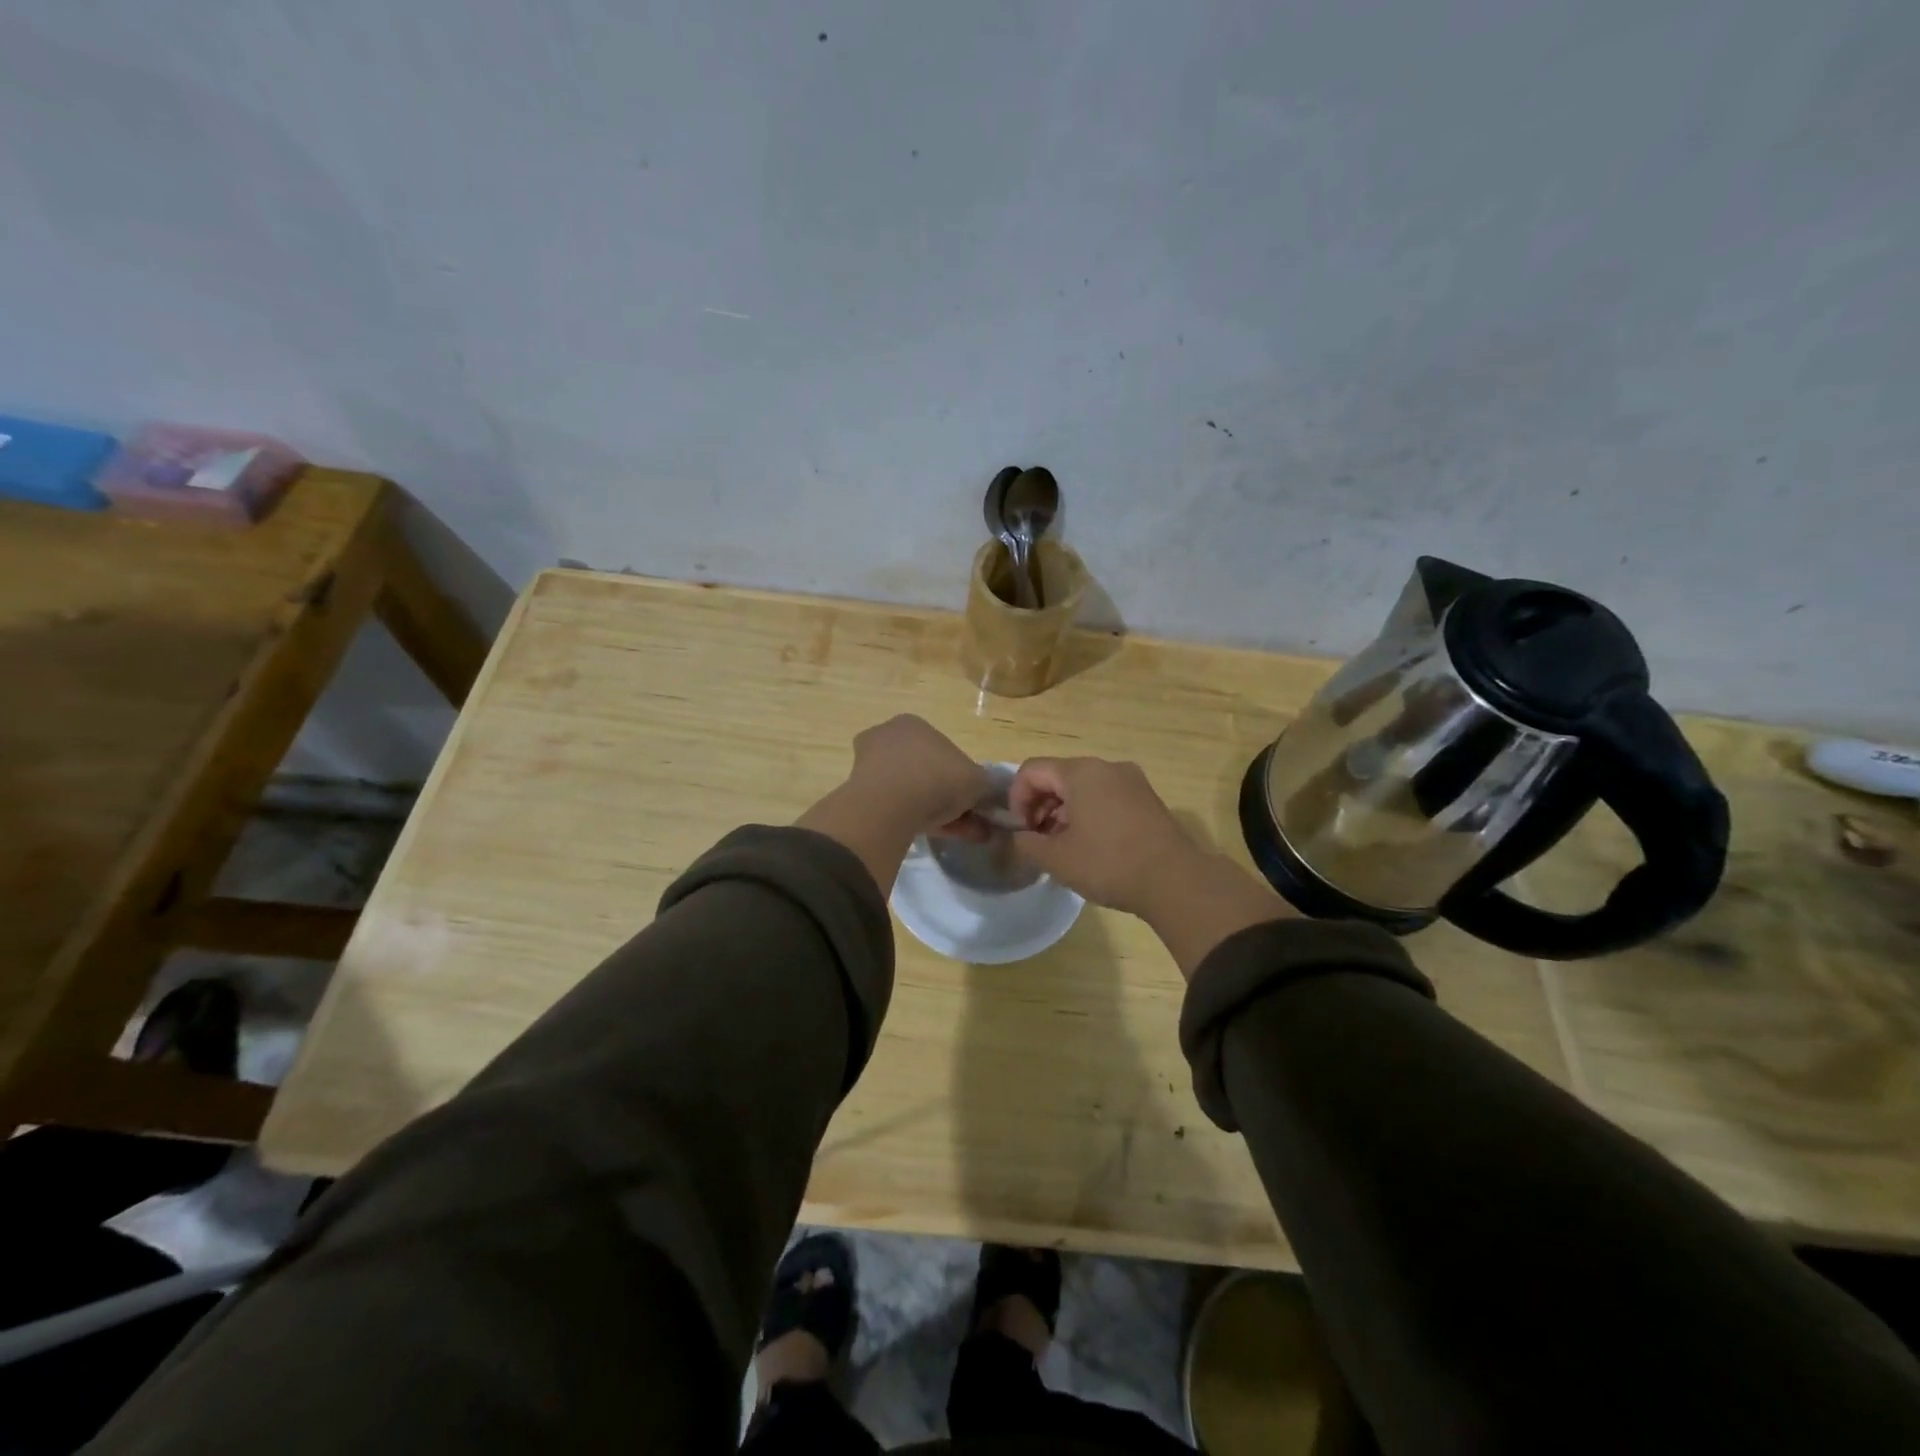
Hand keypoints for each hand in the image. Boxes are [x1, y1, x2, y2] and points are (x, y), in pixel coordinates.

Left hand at [847, 715, 991, 838]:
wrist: (889, 806)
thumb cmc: (937, 778)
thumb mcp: (977, 781)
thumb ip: (986, 787)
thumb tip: (988, 797)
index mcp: (914, 724)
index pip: (944, 750)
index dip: (962, 777)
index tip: (973, 800)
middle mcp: (888, 737)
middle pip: (927, 771)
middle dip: (949, 797)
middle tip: (968, 821)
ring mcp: (869, 765)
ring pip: (911, 790)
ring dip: (936, 811)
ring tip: (958, 834)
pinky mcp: (859, 794)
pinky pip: (896, 806)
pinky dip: (916, 819)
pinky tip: (934, 835)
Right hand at [1007, 758, 1195, 914]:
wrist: (1175, 881)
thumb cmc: (1109, 864)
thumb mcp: (1057, 859)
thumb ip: (1027, 843)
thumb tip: (1020, 836)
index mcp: (1081, 772)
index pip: (1032, 770)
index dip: (1017, 799)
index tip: (1021, 831)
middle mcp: (1106, 767)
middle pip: (1058, 776)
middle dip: (1040, 806)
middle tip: (1039, 841)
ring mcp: (1131, 780)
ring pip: (1083, 787)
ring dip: (1064, 812)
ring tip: (1063, 847)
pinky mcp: (1147, 798)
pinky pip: (1106, 796)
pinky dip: (1089, 814)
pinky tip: (1091, 846)